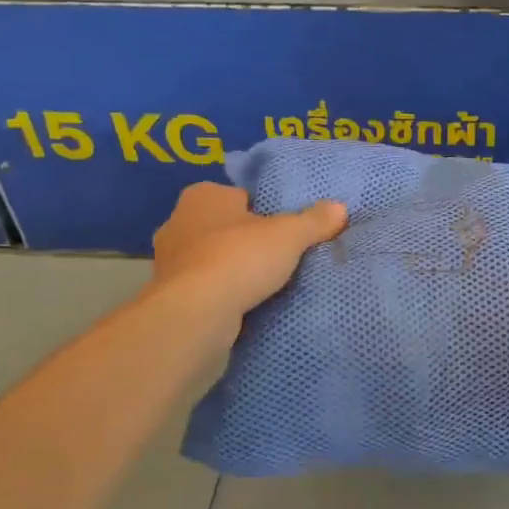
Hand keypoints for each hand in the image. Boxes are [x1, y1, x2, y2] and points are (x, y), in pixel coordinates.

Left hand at [151, 182, 346, 327]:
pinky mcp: (169, 294)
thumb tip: (340, 207)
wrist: (196, 313)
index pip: (241, 197)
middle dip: (246, 241)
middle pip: (224, 227)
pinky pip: (203, 287)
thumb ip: (313, 221)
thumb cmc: (240, 258)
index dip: (264, 213)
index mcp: (203, 195)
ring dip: (231, 270)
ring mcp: (167, 260)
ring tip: (263, 285)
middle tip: (278, 258)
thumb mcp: (288, 235)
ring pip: (211, 258)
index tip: (284, 232)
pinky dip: (219, 294)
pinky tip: (241, 305)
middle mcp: (178, 220)